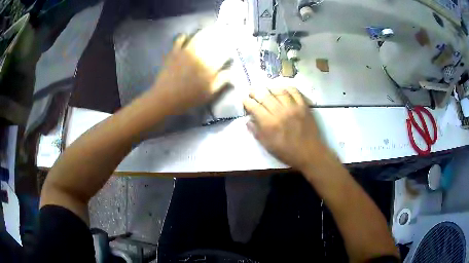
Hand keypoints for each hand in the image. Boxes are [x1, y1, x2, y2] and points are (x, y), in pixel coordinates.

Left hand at [151, 26, 231, 112]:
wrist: (165, 98)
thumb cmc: (189, 98)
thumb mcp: (209, 93)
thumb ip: (221, 81)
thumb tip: (232, 71)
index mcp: (209, 66)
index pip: (223, 52)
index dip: (229, 46)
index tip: (233, 42)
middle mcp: (199, 55)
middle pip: (212, 41)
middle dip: (220, 35)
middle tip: (224, 29)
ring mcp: (185, 52)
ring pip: (197, 38)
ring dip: (205, 32)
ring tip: (210, 27)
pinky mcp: (174, 53)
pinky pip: (179, 41)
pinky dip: (183, 37)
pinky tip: (186, 35)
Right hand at [243, 88, 325, 169]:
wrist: (309, 153)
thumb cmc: (287, 152)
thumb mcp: (268, 146)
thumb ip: (257, 132)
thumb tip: (248, 120)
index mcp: (270, 124)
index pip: (254, 107)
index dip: (247, 101)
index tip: (244, 100)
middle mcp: (280, 112)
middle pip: (265, 96)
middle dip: (255, 92)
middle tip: (251, 91)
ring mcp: (293, 107)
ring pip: (279, 91)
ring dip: (270, 88)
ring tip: (266, 90)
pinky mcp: (304, 106)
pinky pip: (295, 92)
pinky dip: (287, 88)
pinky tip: (282, 89)